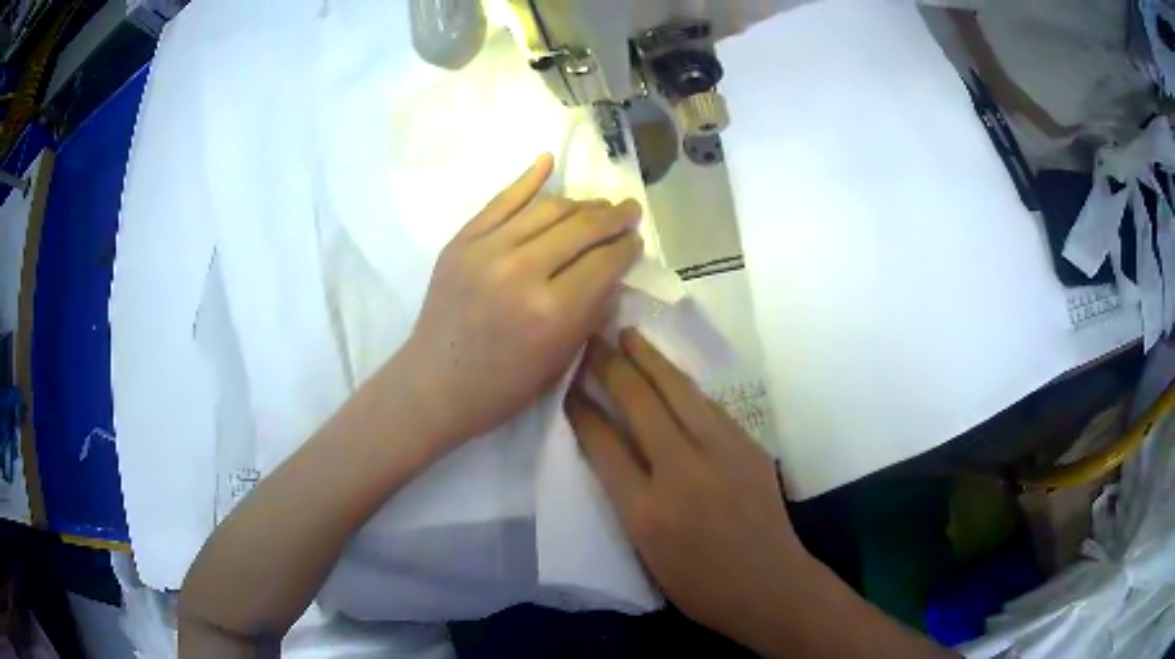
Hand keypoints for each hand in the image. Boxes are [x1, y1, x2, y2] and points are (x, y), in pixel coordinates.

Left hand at [403, 154, 642, 447]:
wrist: (435, 383)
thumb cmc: (502, 386)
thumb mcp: (560, 359)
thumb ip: (590, 310)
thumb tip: (612, 269)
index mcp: (553, 311)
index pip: (605, 261)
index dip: (627, 246)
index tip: (636, 240)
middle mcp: (523, 271)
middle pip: (582, 227)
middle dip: (613, 216)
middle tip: (629, 210)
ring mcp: (488, 250)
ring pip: (548, 209)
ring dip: (581, 202)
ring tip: (599, 203)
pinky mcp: (462, 240)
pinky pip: (501, 200)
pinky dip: (527, 179)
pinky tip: (548, 161)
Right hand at [565, 330, 812, 650]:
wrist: (770, 585)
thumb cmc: (700, 584)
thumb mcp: (646, 553)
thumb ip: (627, 498)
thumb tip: (613, 449)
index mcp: (646, 510)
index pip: (603, 443)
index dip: (582, 408)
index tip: (569, 384)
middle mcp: (682, 472)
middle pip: (641, 402)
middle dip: (612, 365)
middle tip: (594, 339)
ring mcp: (722, 453)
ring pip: (679, 392)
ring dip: (651, 360)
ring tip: (630, 336)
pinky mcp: (749, 447)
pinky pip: (709, 406)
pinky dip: (684, 387)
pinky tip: (673, 377)